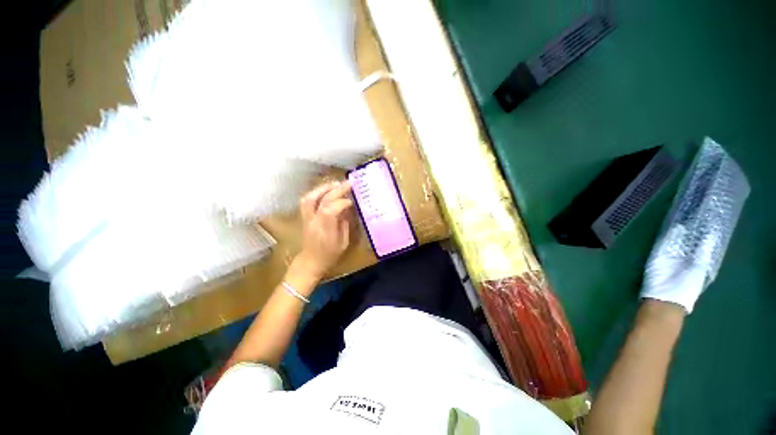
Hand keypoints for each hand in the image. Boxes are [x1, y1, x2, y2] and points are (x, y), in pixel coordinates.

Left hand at [293, 181, 353, 282]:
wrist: (310, 262)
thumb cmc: (330, 255)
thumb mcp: (343, 243)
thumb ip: (344, 224)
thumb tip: (347, 209)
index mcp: (325, 231)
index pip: (330, 210)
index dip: (342, 202)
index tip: (352, 201)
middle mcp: (313, 222)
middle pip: (322, 201)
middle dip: (336, 190)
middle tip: (348, 183)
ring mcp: (307, 218)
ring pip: (310, 197)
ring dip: (323, 188)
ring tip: (336, 183)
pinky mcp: (304, 216)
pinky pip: (307, 200)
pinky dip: (317, 192)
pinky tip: (326, 190)